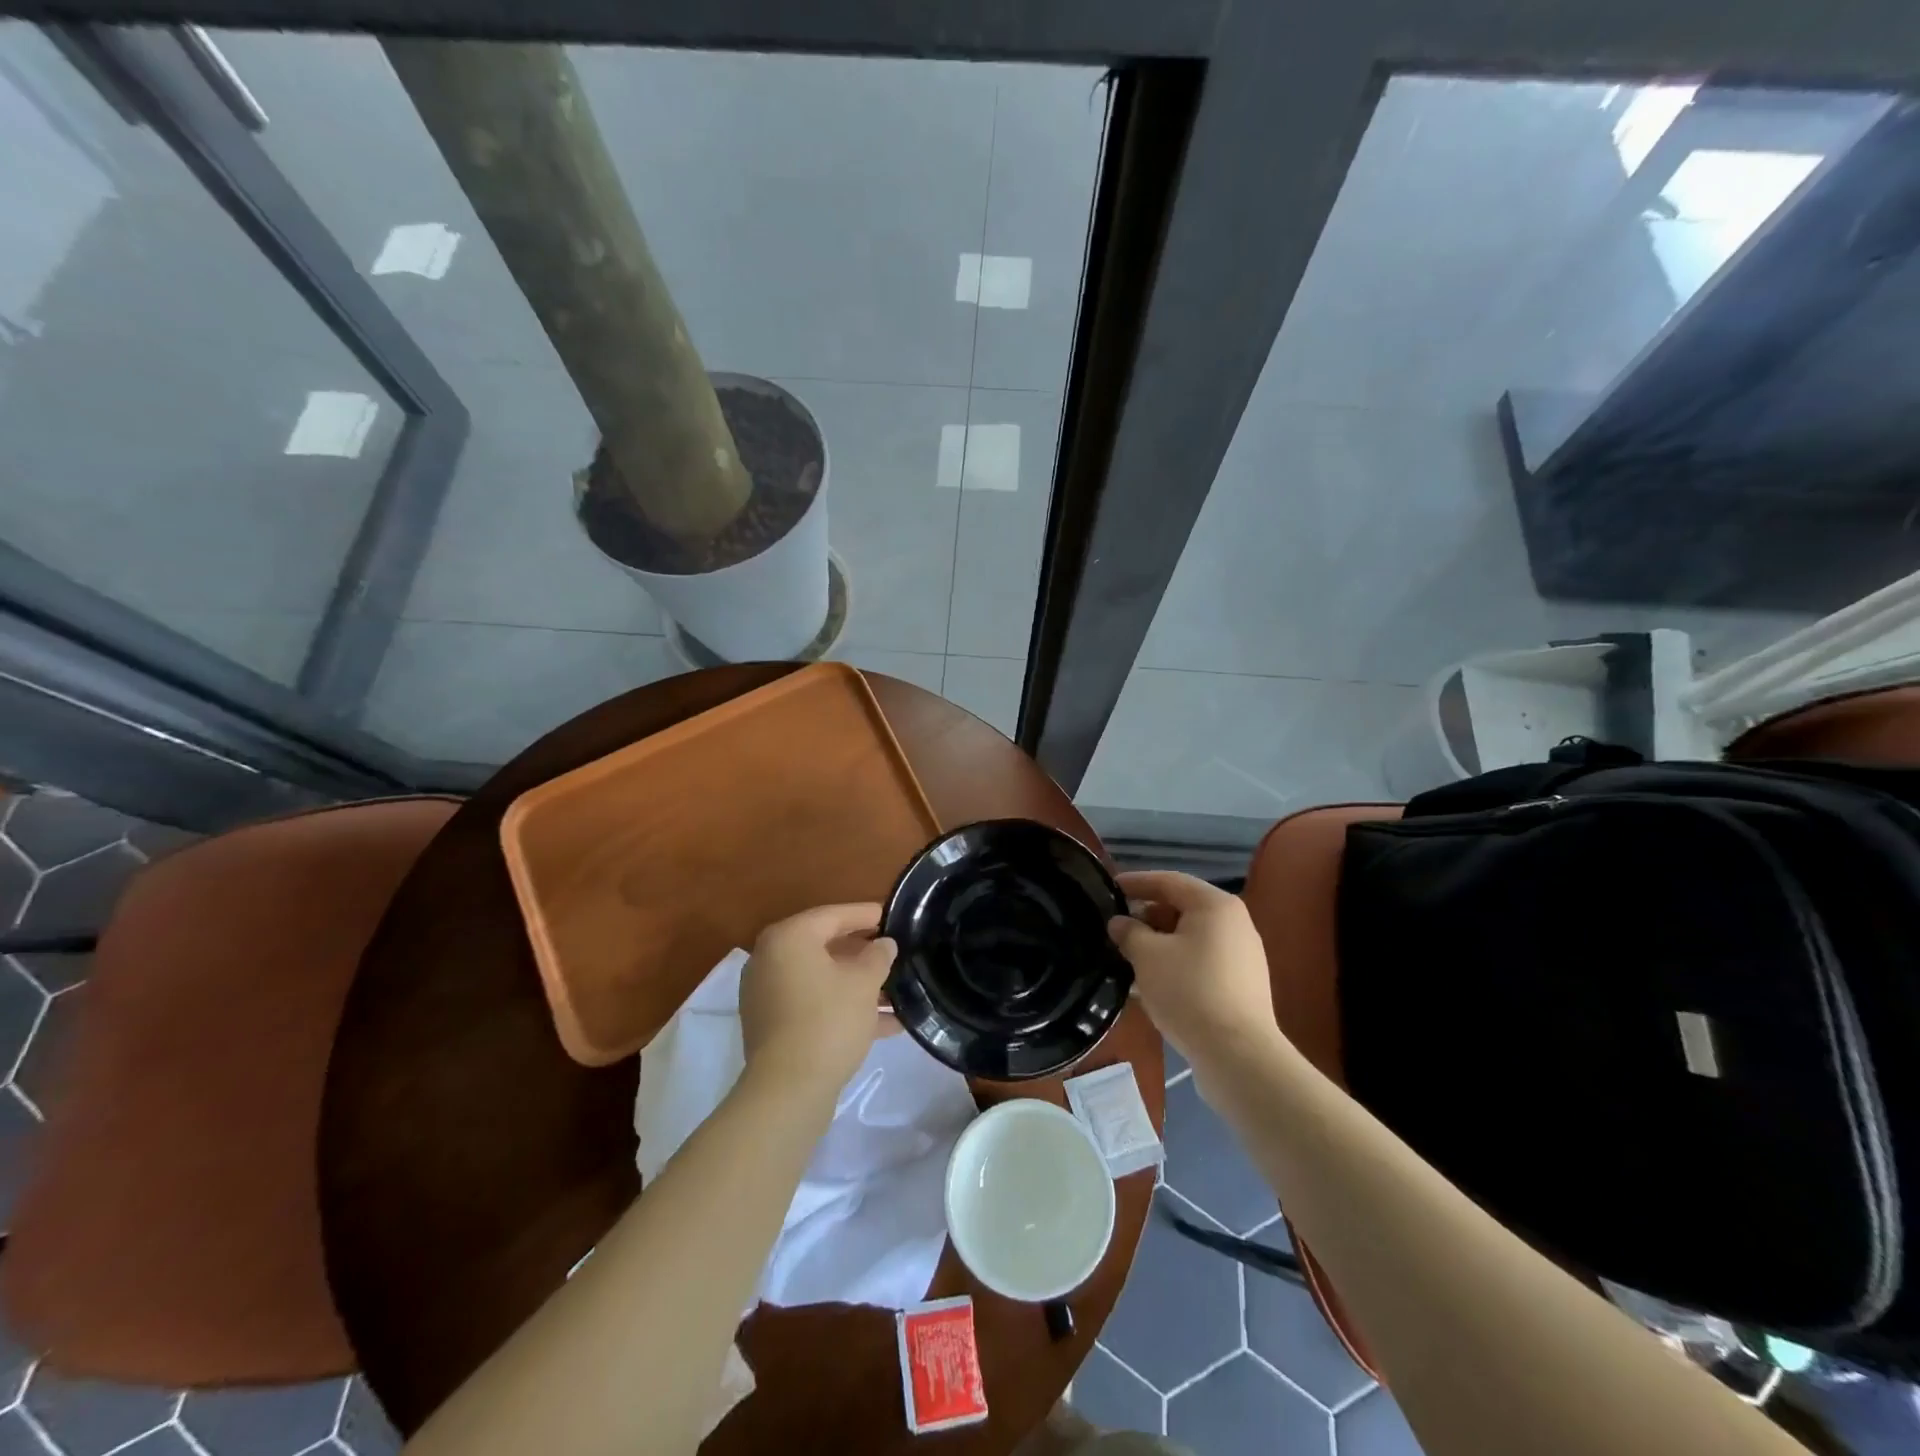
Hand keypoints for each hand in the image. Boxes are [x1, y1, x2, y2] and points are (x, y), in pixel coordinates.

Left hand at [739, 903, 897, 1094]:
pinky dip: (843, 1007)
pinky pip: (814, 1004)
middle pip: (825, 946)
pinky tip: (885, 1023)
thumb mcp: (864, 982)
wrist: (788, 1090)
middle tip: (895, 952)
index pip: (833, 915)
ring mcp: (768, 994)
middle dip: (863, 953)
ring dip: (858, 985)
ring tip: (898, 992)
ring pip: (822, 979)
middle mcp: (771, 959)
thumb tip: (884, 944)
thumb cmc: (828, 1021)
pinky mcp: (773, 1026)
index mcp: (789, 938)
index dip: (866, 915)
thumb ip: (878, 956)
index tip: (893, 916)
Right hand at [1109, 872, 1283, 1080]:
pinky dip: (1175, 963)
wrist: (1237, 1054)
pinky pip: (1201, 961)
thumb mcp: (1147, 956)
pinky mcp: (1241, 985)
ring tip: (1128, 956)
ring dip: (1159, 942)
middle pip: (1182, 908)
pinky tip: (1152, 982)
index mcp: (1215, 905)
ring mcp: (1242, 955)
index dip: (1136, 882)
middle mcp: (1234, 923)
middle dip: (1147, 915)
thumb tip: (1119, 922)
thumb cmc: (1189, 991)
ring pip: (1190, 937)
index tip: (1109, 886)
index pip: (1169, 881)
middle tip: (1116, 926)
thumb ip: (1129, 932)